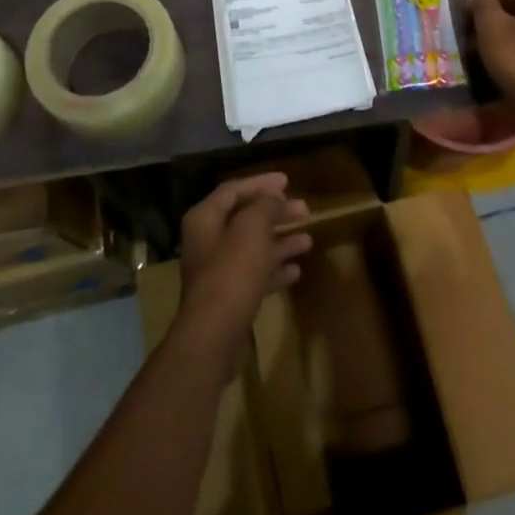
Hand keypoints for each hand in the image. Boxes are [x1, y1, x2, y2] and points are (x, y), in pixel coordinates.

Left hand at [176, 173, 311, 352]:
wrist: (215, 333)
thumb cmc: (233, 270)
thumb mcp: (253, 227)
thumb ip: (265, 206)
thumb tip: (274, 197)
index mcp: (205, 218)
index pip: (234, 189)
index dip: (261, 183)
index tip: (288, 181)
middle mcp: (208, 240)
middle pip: (246, 218)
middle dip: (276, 213)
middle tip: (304, 210)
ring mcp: (218, 270)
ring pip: (253, 247)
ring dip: (280, 242)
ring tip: (308, 240)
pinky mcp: (229, 296)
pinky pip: (255, 275)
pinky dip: (275, 270)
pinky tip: (296, 271)